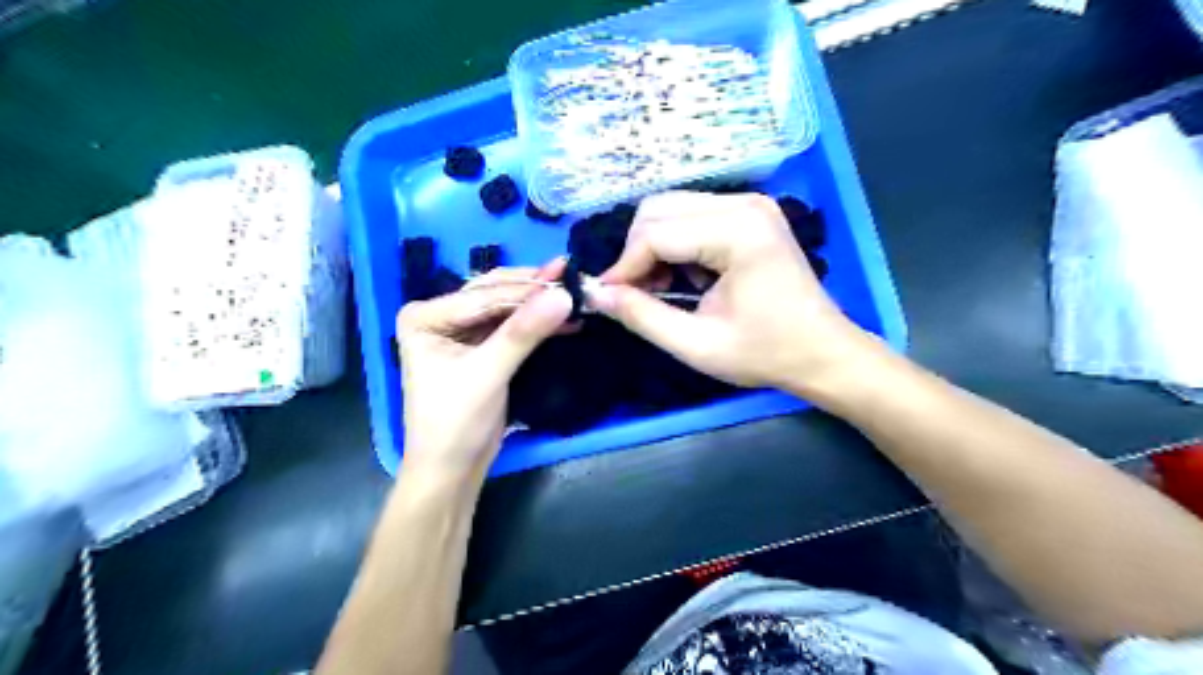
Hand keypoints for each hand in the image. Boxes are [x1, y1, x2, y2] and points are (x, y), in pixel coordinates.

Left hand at [396, 260, 573, 482]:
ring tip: (574, 293)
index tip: (568, 280)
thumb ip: (524, 333)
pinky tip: (565, 318)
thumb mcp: (489, 374)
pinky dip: (537, 323)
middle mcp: (440, 316)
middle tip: (572, 278)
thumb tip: (563, 295)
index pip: (483, 296)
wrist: (452, 470)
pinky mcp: (481, 348)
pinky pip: (512, 326)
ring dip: (538, 304)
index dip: (527, 291)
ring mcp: (461, 331)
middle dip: (533, 290)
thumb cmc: (456, 422)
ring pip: (506, 307)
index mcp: (425, 316)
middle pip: (493, 294)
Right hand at [589, 191, 880, 399]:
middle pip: (659, 209)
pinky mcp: (750, 212)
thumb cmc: (766, 353)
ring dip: (654, 247)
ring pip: (671, 208)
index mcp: (738, 232)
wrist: (823, 352)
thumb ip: (642, 316)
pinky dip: (676, 244)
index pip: (656, 234)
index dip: (623, 267)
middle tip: (638, 295)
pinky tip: (688, 277)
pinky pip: (691, 214)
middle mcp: (744, 203)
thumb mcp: (697, 345)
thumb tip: (596, 294)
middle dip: (637, 253)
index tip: (607, 298)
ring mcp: (750, 203)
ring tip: (665, 289)